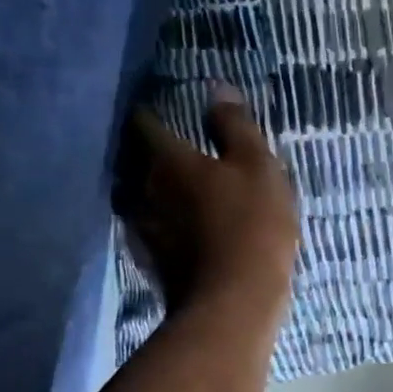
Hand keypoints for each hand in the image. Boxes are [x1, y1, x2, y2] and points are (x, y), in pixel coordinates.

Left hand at [118, 84, 299, 325]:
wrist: (234, 303)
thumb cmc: (251, 226)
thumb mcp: (257, 167)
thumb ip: (235, 126)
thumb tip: (216, 88)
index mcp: (168, 161)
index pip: (145, 124)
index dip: (150, 113)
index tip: (157, 107)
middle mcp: (145, 190)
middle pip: (135, 162)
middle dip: (146, 153)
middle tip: (167, 146)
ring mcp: (146, 230)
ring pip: (139, 199)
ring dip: (150, 191)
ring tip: (170, 187)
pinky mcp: (154, 262)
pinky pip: (152, 231)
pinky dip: (162, 224)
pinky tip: (177, 228)